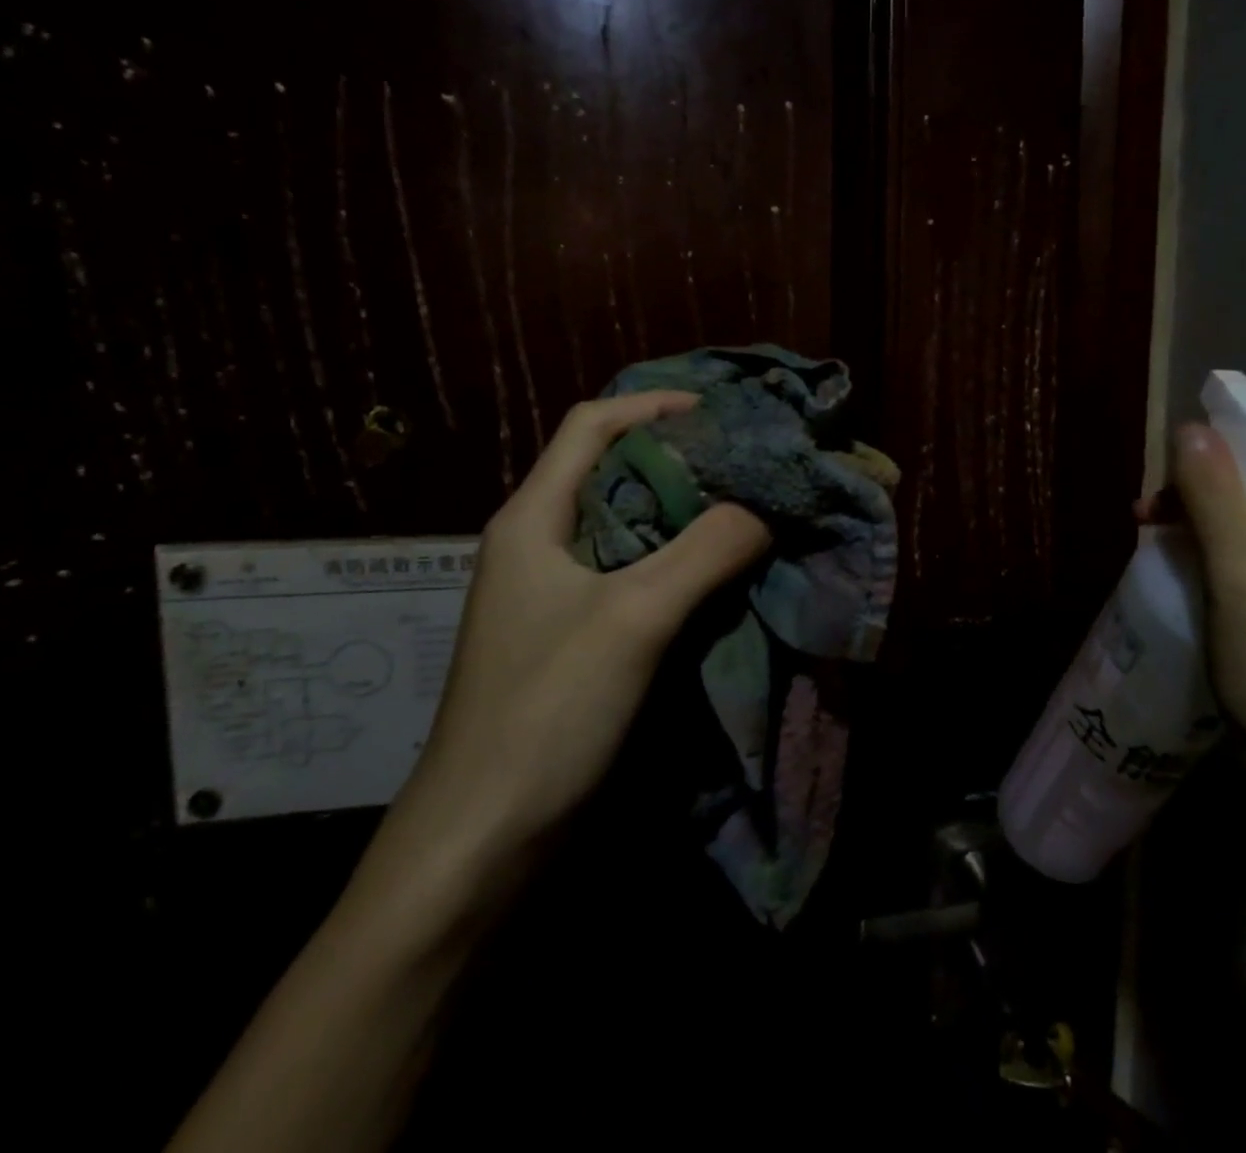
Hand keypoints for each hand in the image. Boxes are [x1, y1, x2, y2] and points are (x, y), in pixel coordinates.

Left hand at [383, 391, 771, 880]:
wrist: (483, 841)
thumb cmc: (546, 712)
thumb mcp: (633, 617)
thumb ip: (703, 552)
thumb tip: (762, 507)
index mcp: (533, 519)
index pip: (591, 426)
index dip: (653, 405)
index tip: (719, 413)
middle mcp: (539, 544)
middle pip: (611, 472)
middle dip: (679, 458)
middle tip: (745, 462)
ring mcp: (553, 594)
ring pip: (626, 526)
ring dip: (682, 513)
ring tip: (745, 509)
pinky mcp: (573, 636)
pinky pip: (631, 575)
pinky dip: (676, 562)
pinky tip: (718, 574)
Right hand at [1158, 422, 1245, 821]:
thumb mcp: (1242, 582)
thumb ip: (1215, 499)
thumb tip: (1189, 428)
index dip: (1230, 449)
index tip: (1170, 472)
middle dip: (1212, 488)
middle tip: (1152, 511)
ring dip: (1213, 518)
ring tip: (1156, 532)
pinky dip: (1229, 548)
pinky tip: (1189, 559)